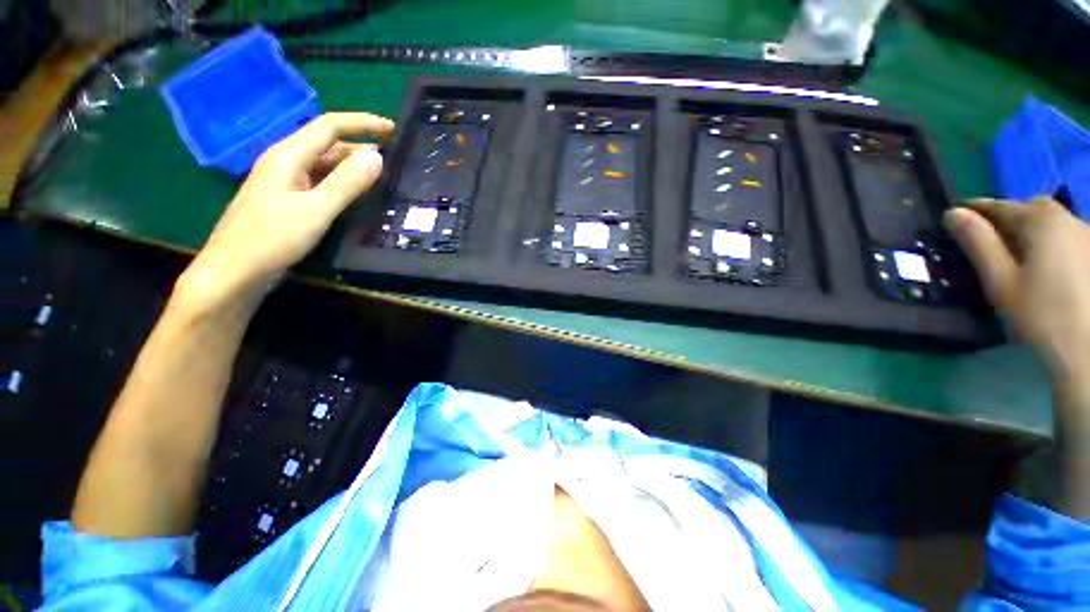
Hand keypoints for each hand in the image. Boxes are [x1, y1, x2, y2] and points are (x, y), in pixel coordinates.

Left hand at [179, 112, 394, 303]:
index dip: (362, 123)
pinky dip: (342, 183)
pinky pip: (320, 183)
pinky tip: (357, 195)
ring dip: (352, 167)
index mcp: (288, 155)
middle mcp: (285, 162)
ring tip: (382, 177)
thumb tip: (377, 156)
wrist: (233, 272)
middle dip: (360, 146)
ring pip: (324, 165)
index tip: (393, 130)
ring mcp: (285, 182)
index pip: (329, 126)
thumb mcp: (316, 210)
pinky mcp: (288, 201)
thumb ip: (347, 182)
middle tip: (394, 159)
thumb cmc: (271, 238)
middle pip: (327, 144)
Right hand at [949, 197, 1089, 518]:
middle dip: (1003, 222)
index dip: (974, 210)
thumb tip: (951, 217)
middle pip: (1030, 214)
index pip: (1001, 207)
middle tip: (978, 240)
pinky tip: (1043, 277)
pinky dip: (1050, 255)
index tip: (953, 214)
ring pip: (1053, 229)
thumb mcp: (1003, 289)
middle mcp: (1071, 226)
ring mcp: (1088, 247)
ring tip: (1009, 259)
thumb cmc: (1046, 328)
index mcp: (1043, 228)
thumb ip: (978, 247)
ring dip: (1027, 238)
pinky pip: (1069, 248)